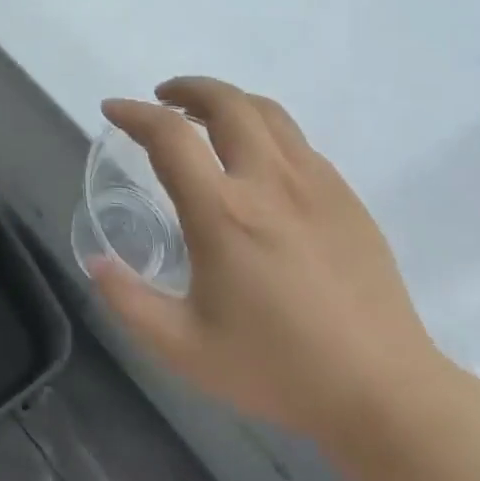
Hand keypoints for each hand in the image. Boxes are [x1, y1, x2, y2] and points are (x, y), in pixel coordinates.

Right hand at [91, 77, 443, 451]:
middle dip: (186, 88)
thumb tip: (96, 262)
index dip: (134, 114)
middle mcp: (269, 182)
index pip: (170, 136)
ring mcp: (315, 183)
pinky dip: (263, 129)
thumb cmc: (277, 369)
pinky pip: (296, 140)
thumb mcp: (184, 348)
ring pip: (266, 111)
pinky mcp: (345, 196)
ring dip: (227, 100)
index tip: (113, 110)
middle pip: (225, 102)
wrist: (384, 391)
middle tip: (162, 99)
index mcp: (223, 213)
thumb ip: (129, 302)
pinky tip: (256, 159)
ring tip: (205, 116)